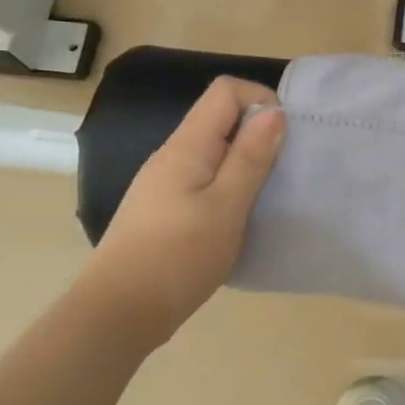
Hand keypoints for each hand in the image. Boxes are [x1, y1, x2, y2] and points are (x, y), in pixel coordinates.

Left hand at [79, 77, 285, 339]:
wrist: (118, 313)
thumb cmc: (178, 257)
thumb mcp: (227, 206)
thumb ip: (250, 157)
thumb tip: (273, 112)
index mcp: (187, 146)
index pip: (225, 91)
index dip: (261, 100)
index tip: (285, 136)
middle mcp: (172, 155)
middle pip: (219, 118)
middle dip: (257, 133)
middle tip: (283, 170)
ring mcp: (163, 182)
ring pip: (213, 151)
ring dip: (245, 162)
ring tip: (266, 195)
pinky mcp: (163, 208)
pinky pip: (204, 178)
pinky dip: (229, 185)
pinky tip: (238, 217)